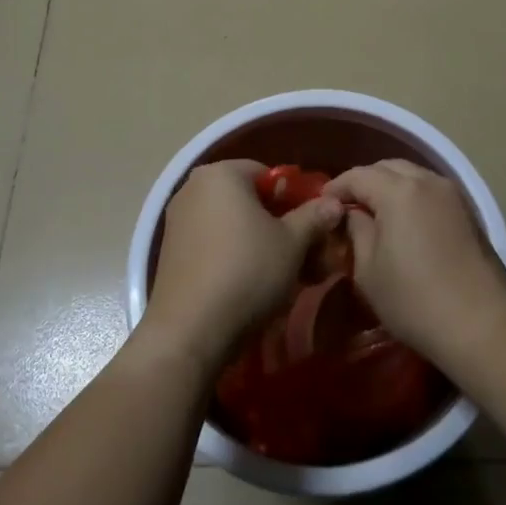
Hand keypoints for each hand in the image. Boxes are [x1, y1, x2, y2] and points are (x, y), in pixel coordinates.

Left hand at [140, 160, 344, 372]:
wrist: (190, 331)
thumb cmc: (247, 271)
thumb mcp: (292, 243)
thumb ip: (314, 216)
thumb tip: (335, 201)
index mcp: (221, 173)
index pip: (268, 174)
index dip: (295, 199)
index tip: (311, 229)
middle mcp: (193, 188)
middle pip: (248, 199)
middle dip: (278, 224)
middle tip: (303, 255)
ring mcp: (177, 220)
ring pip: (231, 224)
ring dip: (258, 243)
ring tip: (282, 275)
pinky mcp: (170, 252)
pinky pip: (212, 243)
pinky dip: (233, 256)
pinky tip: (250, 286)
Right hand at [326, 160, 505, 366]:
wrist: (480, 323)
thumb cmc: (414, 299)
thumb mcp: (368, 270)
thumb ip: (356, 231)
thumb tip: (353, 215)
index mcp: (398, 190)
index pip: (358, 176)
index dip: (336, 187)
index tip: (322, 203)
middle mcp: (426, 181)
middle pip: (387, 168)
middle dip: (364, 182)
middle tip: (348, 206)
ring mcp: (452, 194)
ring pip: (412, 175)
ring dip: (390, 186)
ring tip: (375, 212)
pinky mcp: (468, 211)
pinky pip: (430, 190)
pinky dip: (411, 196)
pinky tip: (404, 221)